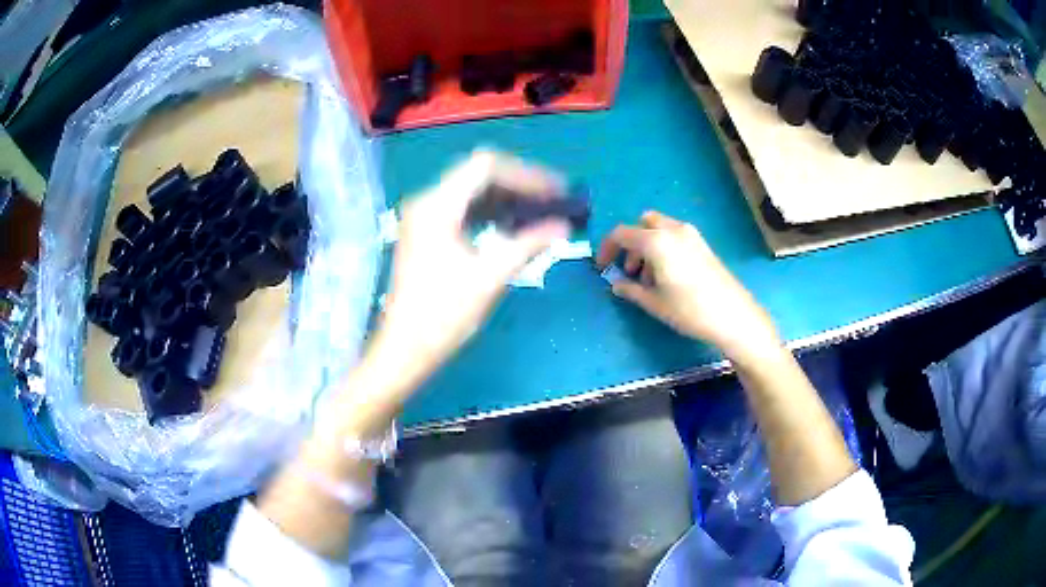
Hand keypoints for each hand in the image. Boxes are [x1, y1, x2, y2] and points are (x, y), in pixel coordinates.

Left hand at [371, 151, 569, 389]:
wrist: (404, 350)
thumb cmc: (443, 315)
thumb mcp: (490, 277)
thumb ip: (528, 244)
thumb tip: (563, 226)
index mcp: (437, 206)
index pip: (486, 167)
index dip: (526, 175)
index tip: (556, 191)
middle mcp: (427, 202)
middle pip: (478, 176)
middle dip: (519, 185)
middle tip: (553, 201)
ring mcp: (424, 218)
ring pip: (471, 193)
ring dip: (506, 199)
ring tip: (539, 213)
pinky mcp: (426, 235)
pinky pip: (463, 211)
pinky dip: (490, 214)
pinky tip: (512, 228)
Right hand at [596, 211, 781, 364]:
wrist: (732, 315)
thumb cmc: (689, 309)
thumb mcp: (654, 303)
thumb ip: (631, 290)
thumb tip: (616, 284)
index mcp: (656, 241)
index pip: (622, 233)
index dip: (607, 248)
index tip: (602, 267)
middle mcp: (673, 230)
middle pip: (642, 224)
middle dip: (630, 244)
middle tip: (629, 270)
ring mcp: (691, 235)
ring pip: (659, 229)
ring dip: (647, 247)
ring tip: (648, 279)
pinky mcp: (702, 244)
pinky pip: (674, 236)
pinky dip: (663, 248)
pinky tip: (667, 275)